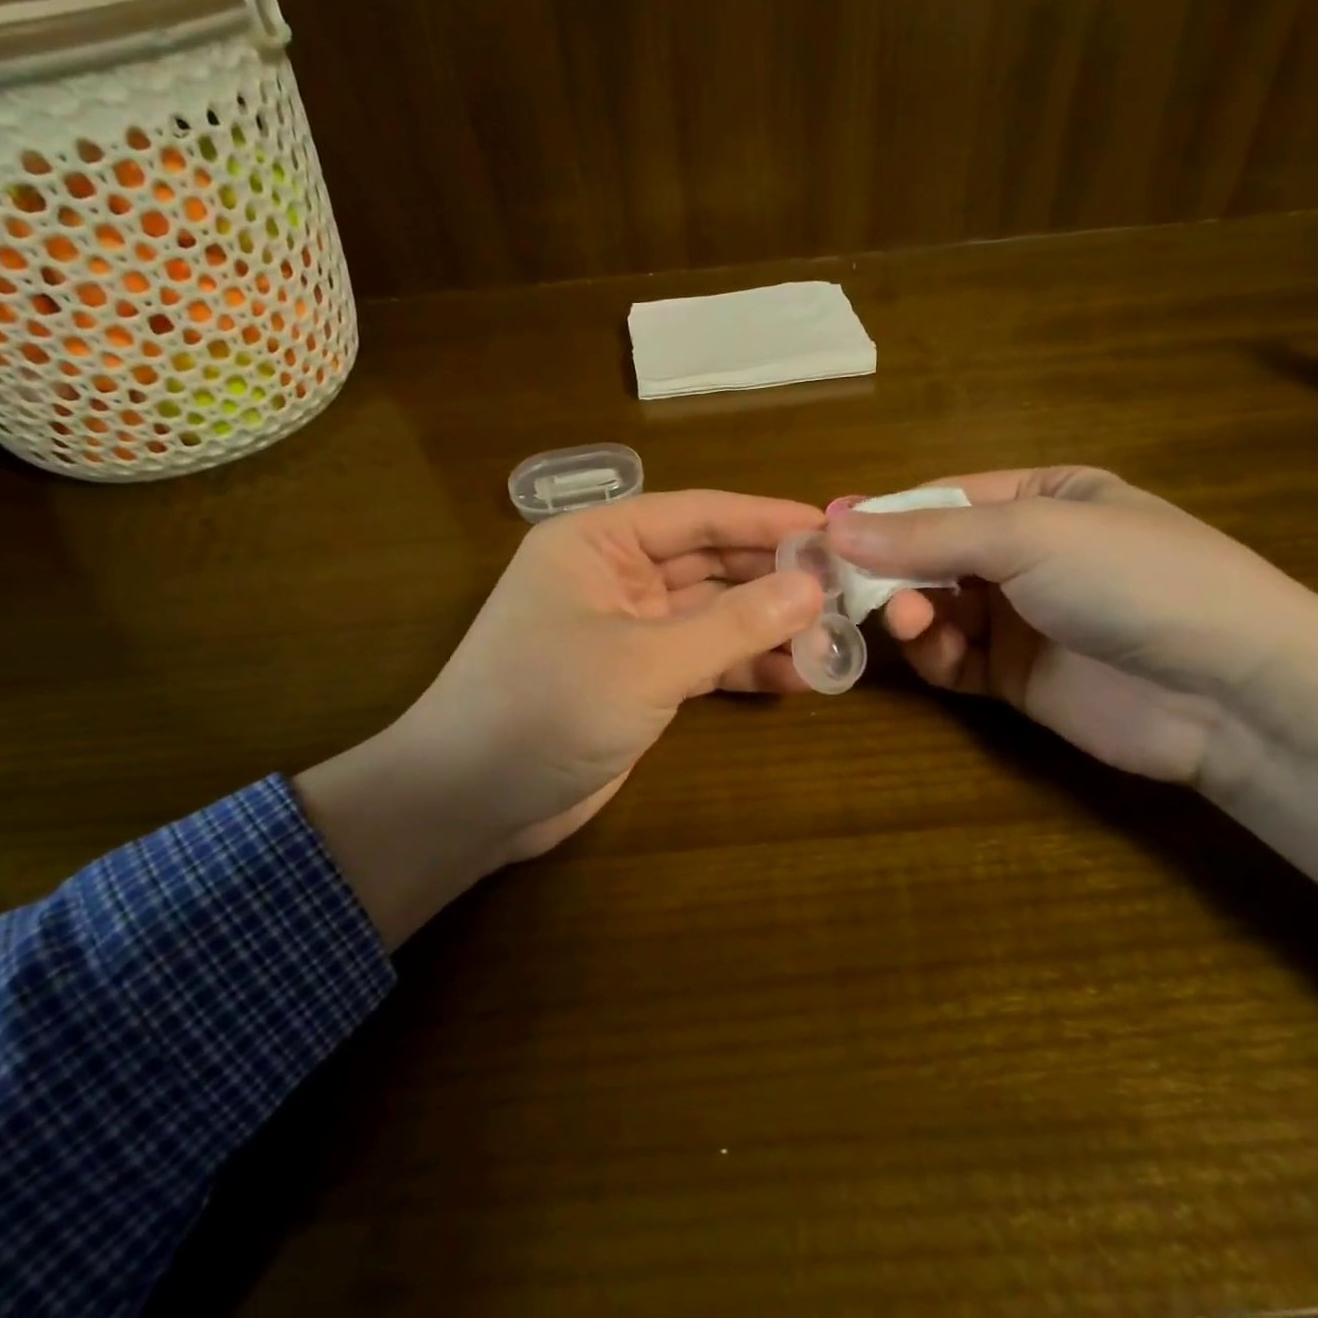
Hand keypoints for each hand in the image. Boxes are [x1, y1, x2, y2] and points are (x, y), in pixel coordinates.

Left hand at [296, 491, 824, 944]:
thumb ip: (733, 623)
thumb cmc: (546, 707)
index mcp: (598, 542)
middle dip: (774, 577)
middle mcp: (613, 576)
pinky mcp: (637, 679)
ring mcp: (627, 630)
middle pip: (709, 563)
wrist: (471, 802)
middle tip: (846, 587)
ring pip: (711, 614)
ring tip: (835, 635)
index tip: (833, 529)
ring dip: (766, 626)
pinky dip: (744, 666)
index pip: (697, 515)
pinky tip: (798, 677)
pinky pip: (702, 659)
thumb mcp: (647, 661)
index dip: (766, 520)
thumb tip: (812, 587)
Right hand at [828, 466, 1317, 934]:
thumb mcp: (1026, 537)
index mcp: (1039, 498)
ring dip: (908, 612)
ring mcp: (1018, 617)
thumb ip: (924, 534)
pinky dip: (932, 654)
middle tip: (845, 587)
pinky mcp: (1013, 676)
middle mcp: (1024, 554)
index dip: (881, 516)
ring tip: (905, 619)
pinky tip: (932, 651)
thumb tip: (832, 522)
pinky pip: (951, 658)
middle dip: (889, 570)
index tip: (826, 534)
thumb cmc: (1131, 579)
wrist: (1228, 692)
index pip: (938, 499)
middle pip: (927, 555)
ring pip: (932, 608)